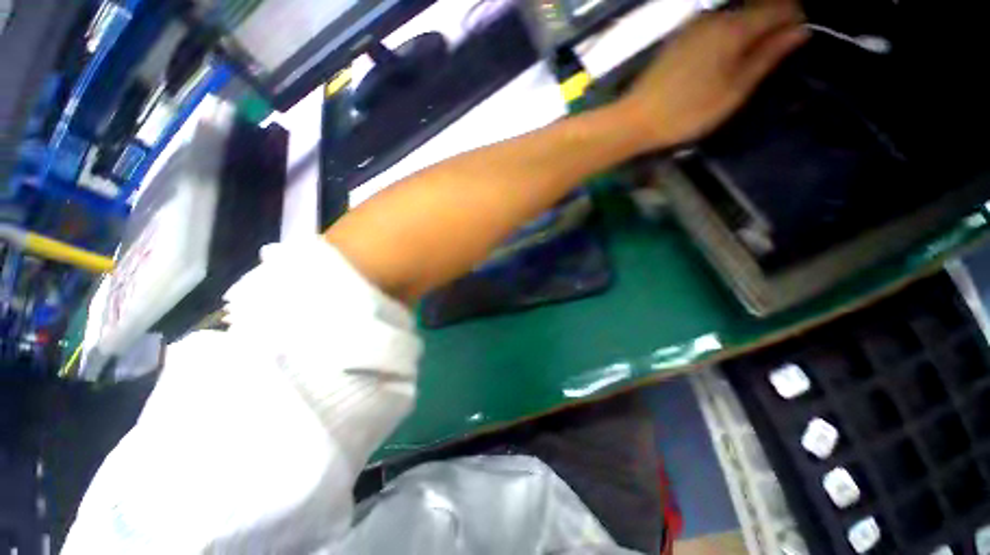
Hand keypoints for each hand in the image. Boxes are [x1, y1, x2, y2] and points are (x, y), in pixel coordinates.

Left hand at [618, 1, 808, 150]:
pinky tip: (727, 55)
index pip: (781, 7)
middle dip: (774, 23)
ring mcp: (692, 25)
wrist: (634, 120)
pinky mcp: (678, 38)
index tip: (801, 37)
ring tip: (755, 55)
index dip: (795, 18)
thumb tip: (799, 30)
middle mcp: (714, 16)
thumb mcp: (734, 90)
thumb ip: (767, 57)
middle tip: (778, 50)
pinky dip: (729, 34)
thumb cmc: (686, 112)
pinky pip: (714, 26)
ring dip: (751, 29)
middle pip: (757, 7)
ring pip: (735, 16)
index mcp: (734, 27)